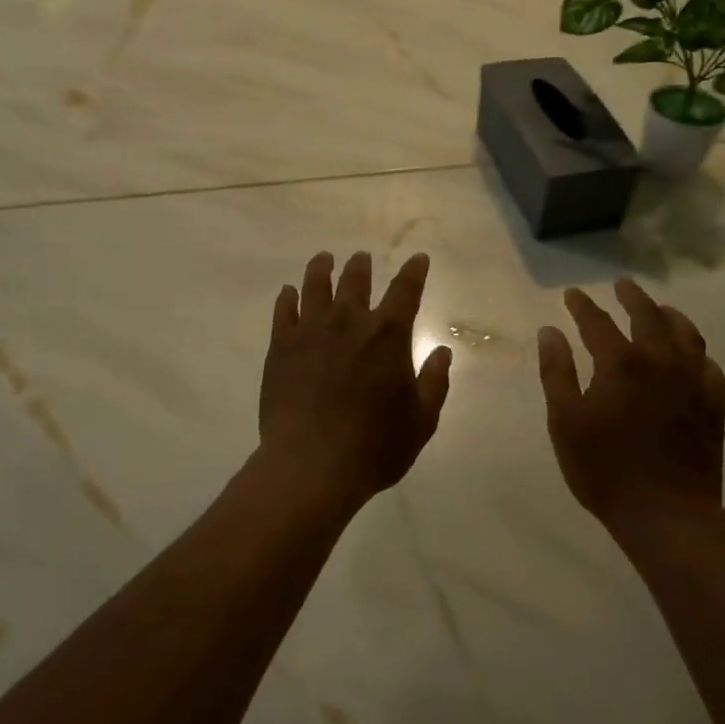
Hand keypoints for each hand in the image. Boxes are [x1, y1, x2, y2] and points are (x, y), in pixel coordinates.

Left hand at [257, 251, 452, 509]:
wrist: (310, 465)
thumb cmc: (374, 446)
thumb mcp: (421, 420)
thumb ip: (434, 382)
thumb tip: (443, 352)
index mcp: (388, 334)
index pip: (406, 290)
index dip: (414, 271)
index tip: (418, 259)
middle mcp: (349, 321)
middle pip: (356, 280)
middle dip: (362, 265)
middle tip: (362, 258)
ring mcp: (311, 330)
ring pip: (316, 285)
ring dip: (322, 268)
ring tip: (323, 259)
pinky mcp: (281, 347)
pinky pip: (283, 311)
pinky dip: (288, 297)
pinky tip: (289, 292)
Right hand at [537, 280, 724, 533]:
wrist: (666, 514)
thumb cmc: (604, 469)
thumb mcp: (565, 421)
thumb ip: (557, 372)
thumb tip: (550, 331)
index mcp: (621, 363)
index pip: (597, 322)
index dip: (583, 305)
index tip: (572, 294)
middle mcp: (660, 362)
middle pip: (648, 316)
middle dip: (632, 297)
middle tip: (622, 285)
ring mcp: (692, 383)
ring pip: (686, 334)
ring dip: (670, 315)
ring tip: (660, 308)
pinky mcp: (713, 406)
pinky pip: (710, 367)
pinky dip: (698, 353)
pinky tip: (692, 356)